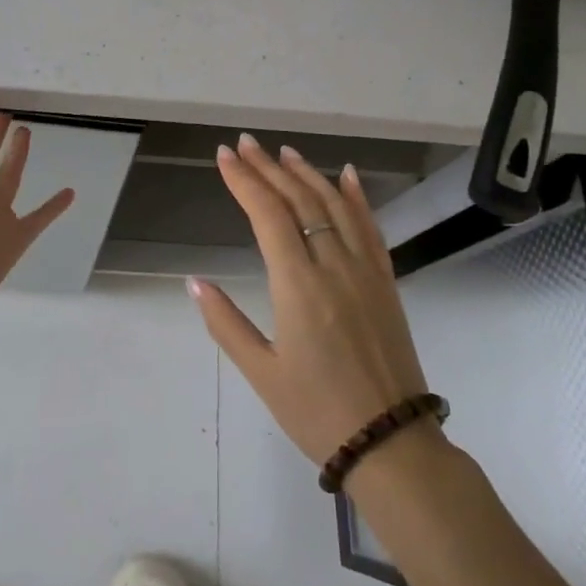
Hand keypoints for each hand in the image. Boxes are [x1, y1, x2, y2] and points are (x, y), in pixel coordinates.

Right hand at [188, 134, 434, 465]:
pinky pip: (371, 228)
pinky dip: (357, 198)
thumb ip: (226, 322)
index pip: (268, 216)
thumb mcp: (262, 373)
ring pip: (335, 206)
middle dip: (268, 169)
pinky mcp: (386, 282)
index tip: (224, 156)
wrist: (391, 441)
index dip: (244, 181)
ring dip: (308, 174)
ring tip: (283, 152)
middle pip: (299, 201)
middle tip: (245, 144)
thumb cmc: (317, 411)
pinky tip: (348, 176)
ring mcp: (365, 271)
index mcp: (298, 286)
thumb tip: (194, 282)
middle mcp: (334, 266)